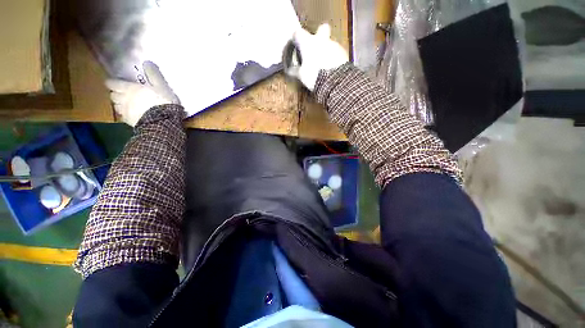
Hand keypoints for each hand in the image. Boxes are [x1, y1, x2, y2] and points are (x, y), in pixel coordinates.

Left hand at [105, 61, 179, 126]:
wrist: (163, 122)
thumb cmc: (161, 102)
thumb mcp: (161, 86)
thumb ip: (153, 75)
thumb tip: (147, 62)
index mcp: (128, 89)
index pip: (113, 83)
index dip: (112, 82)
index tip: (114, 82)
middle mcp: (123, 99)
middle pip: (113, 96)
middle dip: (116, 94)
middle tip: (121, 94)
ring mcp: (125, 112)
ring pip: (117, 107)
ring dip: (120, 105)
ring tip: (126, 105)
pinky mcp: (131, 123)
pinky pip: (125, 117)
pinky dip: (127, 115)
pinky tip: (133, 116)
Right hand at [285, 24, 348, 90]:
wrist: (334, 81)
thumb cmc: (314, 75)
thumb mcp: (302, 76)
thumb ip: (295, 71)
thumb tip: (290, 71)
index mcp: (308, 43)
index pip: (298, 33)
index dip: (296, 38)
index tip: (296, 45)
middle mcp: (321, 39)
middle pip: (321, 29)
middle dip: (319, 35)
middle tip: (316, 47)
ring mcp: (333, 44)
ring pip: (329, 43)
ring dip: (327, 50)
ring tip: (324, 65)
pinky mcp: (343, 52)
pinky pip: (337, 52)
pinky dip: (334, 58)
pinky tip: (332, 68)